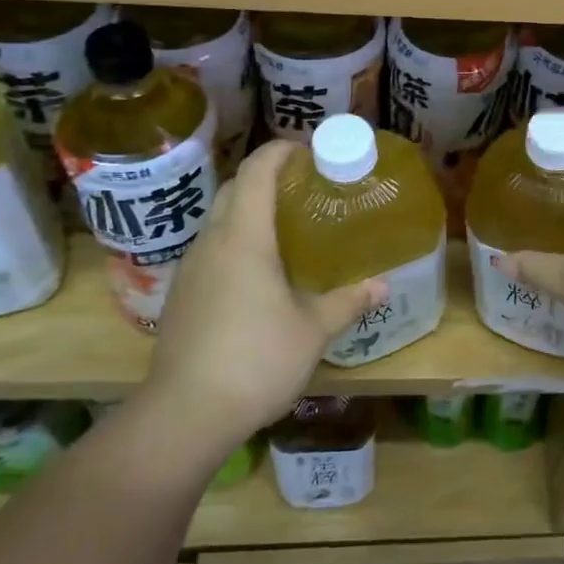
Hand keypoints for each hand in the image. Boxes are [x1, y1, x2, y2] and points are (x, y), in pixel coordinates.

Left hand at [137, 141, 383, 453]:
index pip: (257, 171)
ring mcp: (190, 269)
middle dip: (266, 177)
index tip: (308, 149)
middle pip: (234, 189)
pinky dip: (236, 241)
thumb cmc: (256, 360)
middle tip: (305, 187)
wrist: (185, 414)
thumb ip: (348, 301)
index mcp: (244, 237)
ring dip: (249, 209)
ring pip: (218, 220)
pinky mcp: (181, 295)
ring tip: (287, 225)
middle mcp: (211, 242)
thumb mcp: (313, 330)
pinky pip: (211, 250)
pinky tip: (259, 272)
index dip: (280, 151)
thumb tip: (382, 286)